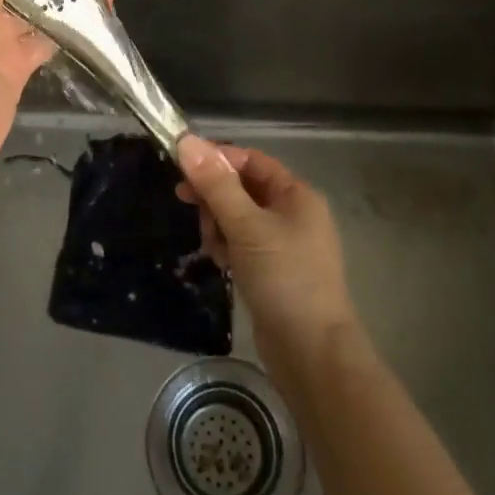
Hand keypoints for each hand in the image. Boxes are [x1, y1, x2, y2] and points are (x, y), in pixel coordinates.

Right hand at [175, 137, 356, 363]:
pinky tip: (221, 263)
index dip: (216, 160)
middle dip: (214, 197)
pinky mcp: (272, 269)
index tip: (182, 169)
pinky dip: (227, 247)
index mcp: (296, 194)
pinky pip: (241, 243)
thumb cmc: (284, 278)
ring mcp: (283, 243)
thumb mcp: (246, 226)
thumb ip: (215, 184)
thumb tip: (186, 141)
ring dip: (218, 225)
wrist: (311, 353)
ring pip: (237, 216)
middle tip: (190, 207)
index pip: (250, 160)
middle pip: (241, 187)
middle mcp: (292, 213)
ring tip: (214, 247)